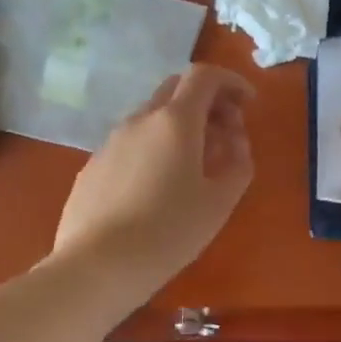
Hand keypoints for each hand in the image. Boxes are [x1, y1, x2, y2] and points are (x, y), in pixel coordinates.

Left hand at [52, 64, 254, 297]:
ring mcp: (111, 141)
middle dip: (206, 101)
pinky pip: (131, 143)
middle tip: (225, 132)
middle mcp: (140, 120)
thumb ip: (237, 162)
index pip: (204, 75)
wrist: (97, 266)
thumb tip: (235, 141)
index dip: (230, 81)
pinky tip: (158, 186)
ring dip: (179, 126)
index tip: (248, 103)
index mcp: (175, 121)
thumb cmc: (169, 232)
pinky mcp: (93, 166)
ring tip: (194, 163)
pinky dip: (154, 147)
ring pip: (151, 116)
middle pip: (176, 89)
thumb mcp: (219, 201)